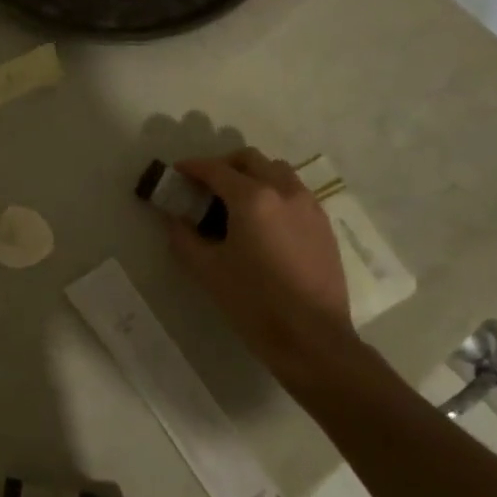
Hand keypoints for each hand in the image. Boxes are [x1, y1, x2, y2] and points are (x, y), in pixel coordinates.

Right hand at [165, 150, 357, 372]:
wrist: (312, 338)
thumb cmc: (253, 302)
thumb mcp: (206, 269)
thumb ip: (183, 236)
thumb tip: (174, 217)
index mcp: (252, 198)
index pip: (216, 169)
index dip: (192, 167)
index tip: (177, 172)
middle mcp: (284, 191)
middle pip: (250, 159)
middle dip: (224, 165)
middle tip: (205, 185)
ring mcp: (309, 206)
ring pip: (277, 171)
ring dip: (253, 175)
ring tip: (236, 200)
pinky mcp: (323, 225)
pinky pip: (295, 192)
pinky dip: (274, 192)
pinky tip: (263, 222)